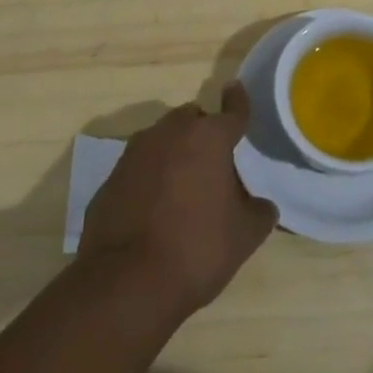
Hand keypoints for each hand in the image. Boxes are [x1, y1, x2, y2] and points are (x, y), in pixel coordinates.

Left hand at [77, 84, 277, 319]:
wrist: (126, 283)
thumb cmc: (196, 249)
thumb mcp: (244, 236)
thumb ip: (258, 212)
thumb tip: (261, 205)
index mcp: (208, 138)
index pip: (231, 110)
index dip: (238, 101)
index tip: (236, 89)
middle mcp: (170, 133)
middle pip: (192, 119)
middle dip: (203, 131)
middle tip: (214, 161)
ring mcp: (135, 153)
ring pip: (162, 139)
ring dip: (175, 152)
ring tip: (184, 186)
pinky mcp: (110, 178)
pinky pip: (139, 167)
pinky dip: (150, 177)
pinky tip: (154, 208)